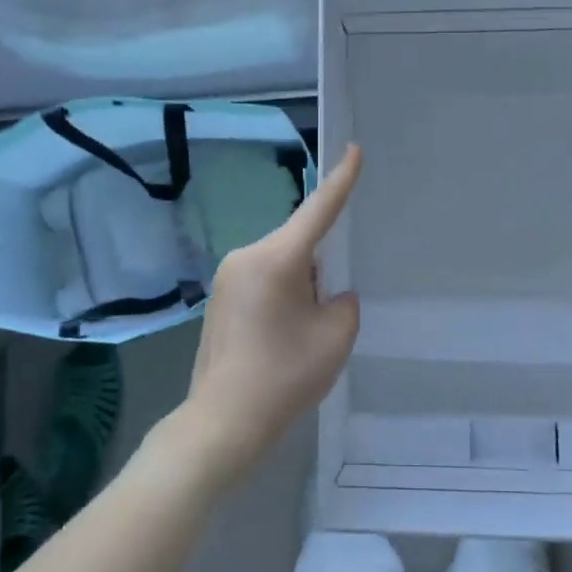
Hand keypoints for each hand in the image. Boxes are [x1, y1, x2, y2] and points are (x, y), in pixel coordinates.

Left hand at [170, 144, 362, 490]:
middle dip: (320, 269)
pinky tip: (280, 339)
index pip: (318, 210)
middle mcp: (247, 256)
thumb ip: (343, 303)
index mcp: (276, 258)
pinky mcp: (218, 299)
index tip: (353, 150)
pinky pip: (262, 282)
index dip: (341, 180)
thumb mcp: (335, 337)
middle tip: (325, 316)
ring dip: (300, 286)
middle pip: (299, 244)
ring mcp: (227, 277)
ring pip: (281, 265)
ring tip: (299, 336)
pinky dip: (281, 297)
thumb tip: (328, 295)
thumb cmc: (284, 377)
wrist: (222, 422)